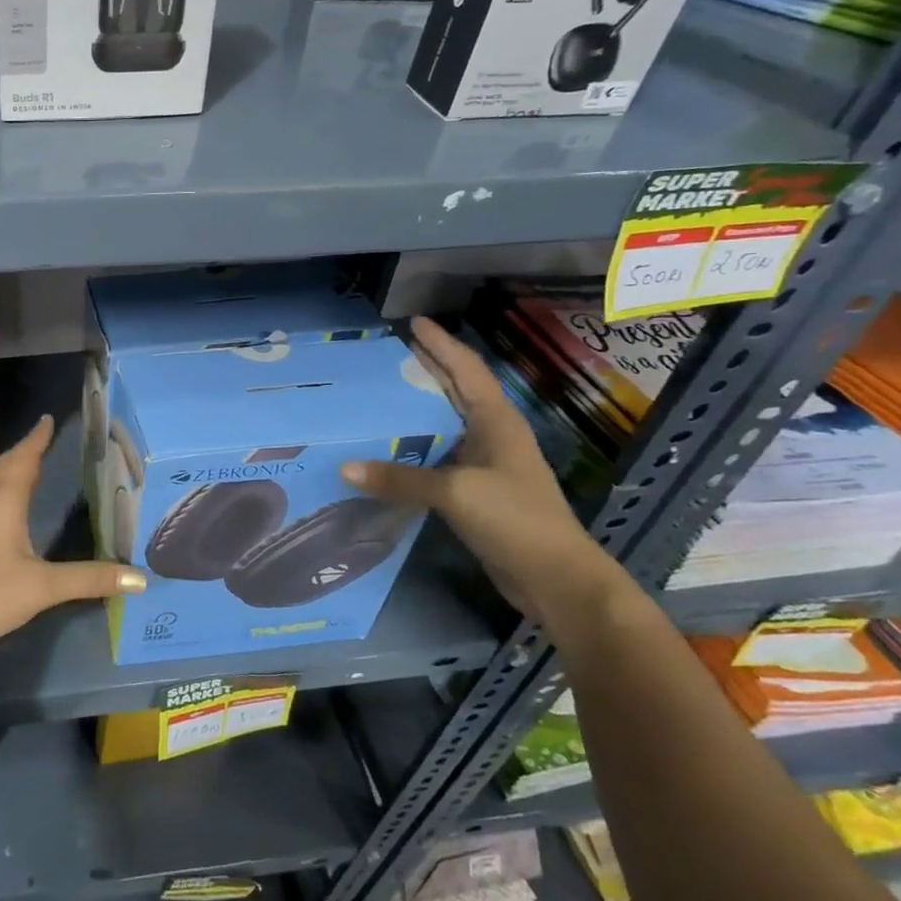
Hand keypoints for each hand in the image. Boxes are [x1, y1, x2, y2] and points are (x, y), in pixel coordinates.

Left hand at [0, 415, 145, 662]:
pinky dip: (10, 489)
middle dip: (27, 449)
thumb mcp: (43, 586)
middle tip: (48, 435)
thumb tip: (139, 578)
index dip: (37, 439)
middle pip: (8, 465)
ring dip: (16, 468)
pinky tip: (17, 505)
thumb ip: (89, 579)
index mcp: (5, 501)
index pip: (24, 459)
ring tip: (37, 462)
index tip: (49, 418)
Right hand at [342, 317, 612, 620]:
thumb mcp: (455, 492)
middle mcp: (492, 435)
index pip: (465, 370)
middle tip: (388, 353)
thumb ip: (399, 478)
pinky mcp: (476, 491)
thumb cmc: (515, 520)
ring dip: (418, 408)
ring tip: (379, 394)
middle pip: (456, 391)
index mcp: (497, 422)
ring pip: (446, 424)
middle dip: (427, 369)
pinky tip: (388, 447)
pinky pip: (438, 456)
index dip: (441, 345)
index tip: (414, 322)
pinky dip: (414, 446)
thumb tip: (344, 468)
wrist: (556, 578)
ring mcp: (486, 464)